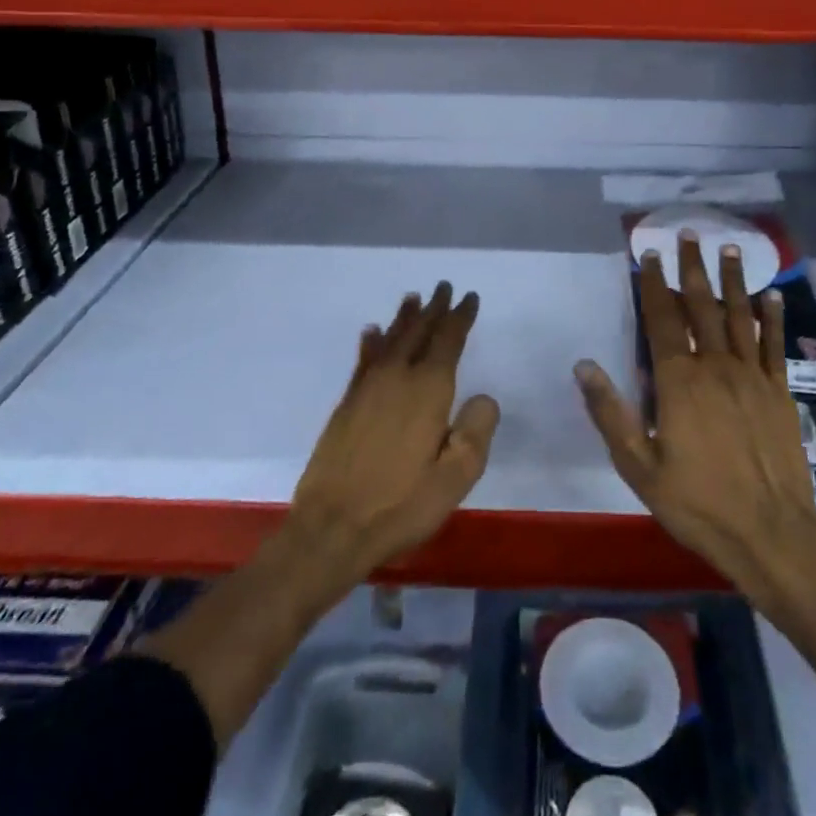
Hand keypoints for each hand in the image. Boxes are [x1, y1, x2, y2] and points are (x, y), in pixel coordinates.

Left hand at [288, 282, 500, 587]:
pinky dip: (371, 342)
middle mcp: (398, 377)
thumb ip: (476, 432)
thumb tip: (484, 397)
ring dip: (404, 318)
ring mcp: (368, 388)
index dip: (460, 317)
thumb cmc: (402, 504)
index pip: (448, 340)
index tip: (469, 297)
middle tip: (443, 287)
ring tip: (413, 298)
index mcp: (428, 390)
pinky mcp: (347, 403)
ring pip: (391, 340)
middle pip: (418, 332)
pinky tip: (372, 332)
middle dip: (434, 309)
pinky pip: (364, 360)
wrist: (332, 527)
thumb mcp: (455, 477)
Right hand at [575, 232, 815, 603]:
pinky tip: (772, 295)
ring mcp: (752, 377)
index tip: (647, 254)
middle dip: (691, 268)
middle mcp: (716, 367)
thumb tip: (583, 365)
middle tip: (687, 234)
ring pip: (739, 317)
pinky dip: (772, 318)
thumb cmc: (698, 503)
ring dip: (733, 280)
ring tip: (729, 249)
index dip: (653, 284)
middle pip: (701, 306)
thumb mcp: (639, 466)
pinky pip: (774, 345)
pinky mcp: (780, 392)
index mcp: (678, 381)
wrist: (771, 534)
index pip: (662, 319)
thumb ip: (610, 413)